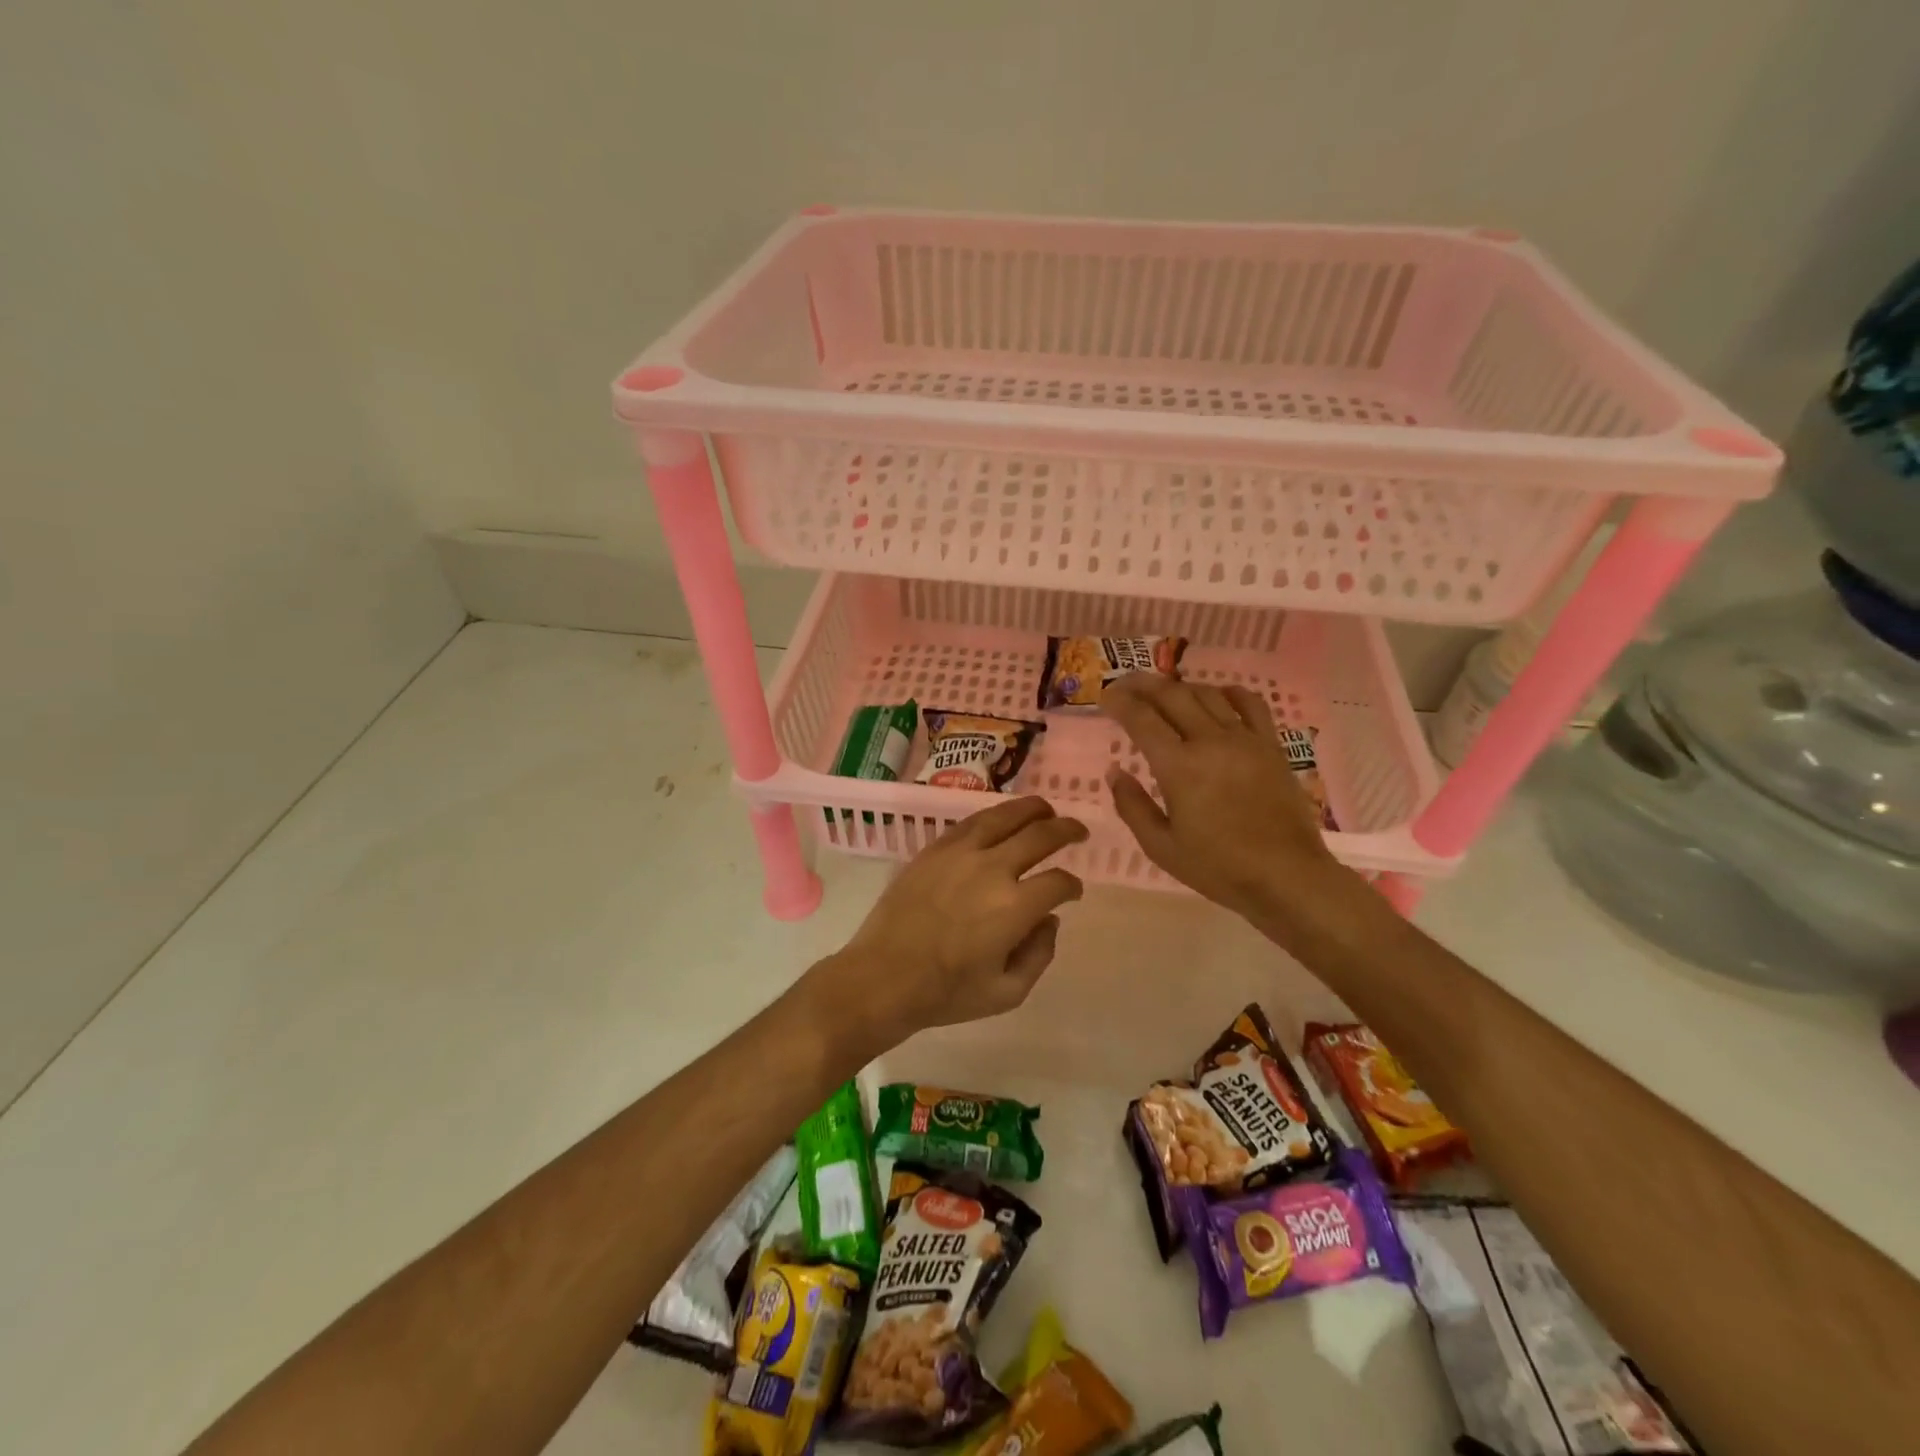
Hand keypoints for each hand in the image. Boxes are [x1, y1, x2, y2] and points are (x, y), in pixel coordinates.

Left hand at [804, 797, 1087, 1053]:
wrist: (883, 977)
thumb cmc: (946, 993)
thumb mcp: (1007, 993)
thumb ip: (1040, 954)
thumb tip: (1049, 920)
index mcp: (1014, 907)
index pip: (1058, 881)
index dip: (1072, 885)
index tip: (1073, 891)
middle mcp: (992, 870)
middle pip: (1040, 835)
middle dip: (1066, 830)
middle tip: (1078, 831)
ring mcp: (960, 854)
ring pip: (1005, 816)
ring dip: (1032, 809)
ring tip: (1046, 809)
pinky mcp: (935, 849)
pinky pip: (971, 822)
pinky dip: (994, 815)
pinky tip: (1002, 818)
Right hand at [1103, 674, 1352, 930]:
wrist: (1286, 876)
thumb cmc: (1218, 867)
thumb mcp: (1161, 847)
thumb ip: (1132, 806)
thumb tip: (1115, 772)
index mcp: (1178, 767)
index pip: (1141, 719)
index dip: (1119, 702)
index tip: (1105, 696)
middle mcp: (1210, 741)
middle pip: (1172, 695)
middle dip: (1143, 684)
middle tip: (1125, 685)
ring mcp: (1244, 740)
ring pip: (1207, 694)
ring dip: (1180, 687)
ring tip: (1164, 692)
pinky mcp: (1271, 746)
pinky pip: (1250, 704)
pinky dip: (1229, 693)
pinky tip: (1217, 697)